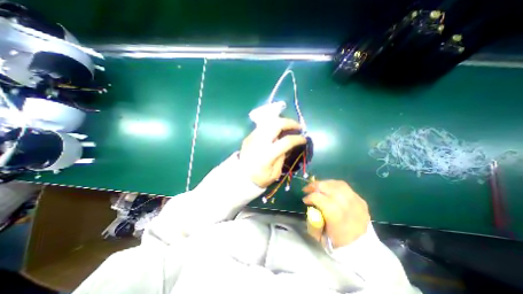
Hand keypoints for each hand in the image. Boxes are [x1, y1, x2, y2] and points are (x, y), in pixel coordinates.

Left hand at [240, 118, 307, 187]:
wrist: (240, 177)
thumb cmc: (259, 178)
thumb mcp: (275, 173)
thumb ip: (282, 157)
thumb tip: (287, 146)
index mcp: (267, 155)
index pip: (286, 141)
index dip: (297, 139)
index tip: (304, 139)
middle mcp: (260, 142)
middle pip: (276, 124)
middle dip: (290, 123)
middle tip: (297, 126)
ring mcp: (253, 137)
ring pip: (269, 122)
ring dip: (281, 121)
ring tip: (288, 126)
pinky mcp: (249, 136)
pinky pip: (263, 126)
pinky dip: (272, 125)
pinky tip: (277, 131)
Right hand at [300, 181, 369, 247]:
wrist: (363, 249)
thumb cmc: (339, 243)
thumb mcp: (320, 236)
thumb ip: (312, 220)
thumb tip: (311, 208)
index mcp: (335, 213)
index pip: (318, 197)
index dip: (309, 197)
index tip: (305, 200)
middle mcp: (345, 203)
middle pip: (326, 187)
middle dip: (314, 186)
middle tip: (307, 189)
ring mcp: (355, 200)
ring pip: (336, 184)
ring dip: (324, 184)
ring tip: (318, 188)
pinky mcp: (360, 199)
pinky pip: (345, 187)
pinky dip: (334, 186)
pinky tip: (330, 189)